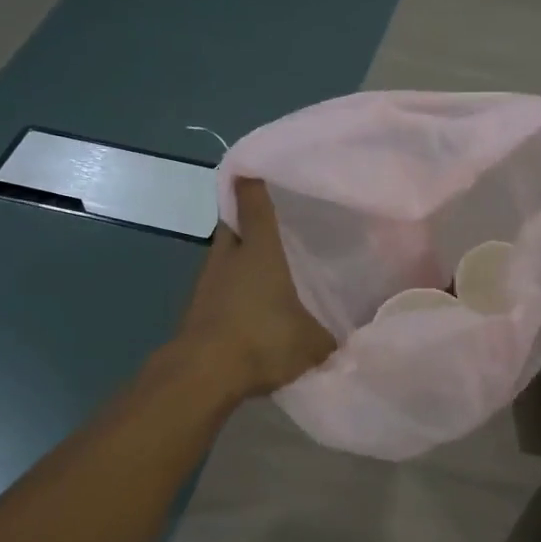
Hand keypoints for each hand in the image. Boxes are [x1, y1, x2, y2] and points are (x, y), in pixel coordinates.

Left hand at [177, 178, 336, 397]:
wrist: (204, 373)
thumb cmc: (263, 340)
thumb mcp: (313, 343)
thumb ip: (330, 336)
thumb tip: (343, 339)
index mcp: (260, 251)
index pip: (254, 203)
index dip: (254, 182)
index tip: (256, 168)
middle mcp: (229, 258)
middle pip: (233, 225)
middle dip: (246, 219)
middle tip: (271, 222)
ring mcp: (207, 283)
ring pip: (224, 257)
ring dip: (239, 258)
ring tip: (266, 267)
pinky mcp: (197, 309)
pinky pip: (219, 287)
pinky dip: (232, 289)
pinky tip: (251, 305)